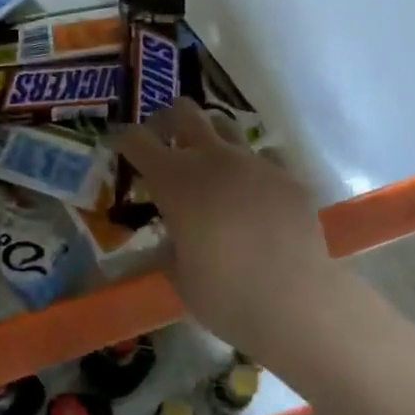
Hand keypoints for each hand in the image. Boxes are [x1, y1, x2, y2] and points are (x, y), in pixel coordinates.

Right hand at [112, 98, 344, 358]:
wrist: (297, 304)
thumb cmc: (225, 296)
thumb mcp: (178, 274)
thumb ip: (170, 244)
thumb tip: (174, 236)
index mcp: (174, 180)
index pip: (135, 139)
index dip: (122, 139)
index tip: (117, 146)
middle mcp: (212, 159)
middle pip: (184, 111)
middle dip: (167, 120)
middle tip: (164, 142)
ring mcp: (254, 163)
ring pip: (226, 125)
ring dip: (211, 139)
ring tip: (211, 168)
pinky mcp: (287, 177)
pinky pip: (264, 157)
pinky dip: (251, 170)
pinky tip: (254, 196)